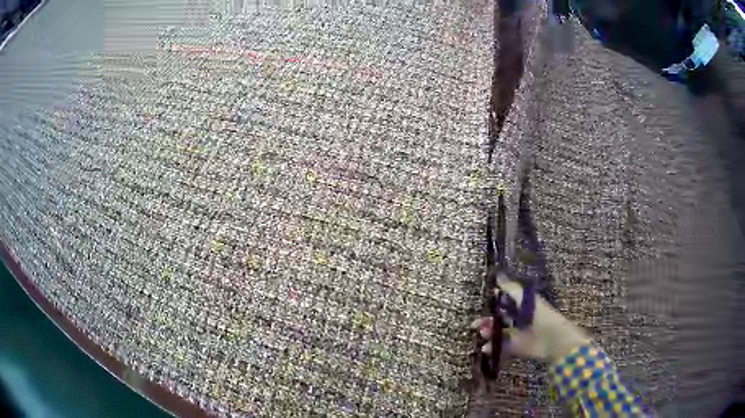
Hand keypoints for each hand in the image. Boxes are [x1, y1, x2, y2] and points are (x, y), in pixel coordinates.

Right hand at [471, 274, 590, 362]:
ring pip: (499, 333)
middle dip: (487, 321)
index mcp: (524, 305)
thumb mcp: (526, 299)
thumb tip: (498, 275)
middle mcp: (521, 319)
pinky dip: (493, 348)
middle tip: (475, 324)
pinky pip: (502, 348)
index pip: (506, 302)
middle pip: (500, 319)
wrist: (552, 340)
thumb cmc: (541, 315)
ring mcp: (519, 334)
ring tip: (483, 335)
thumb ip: (512, 288)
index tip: (483, 304)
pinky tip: (486, 349)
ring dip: (489, 334)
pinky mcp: (517, 348)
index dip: (494, 302)